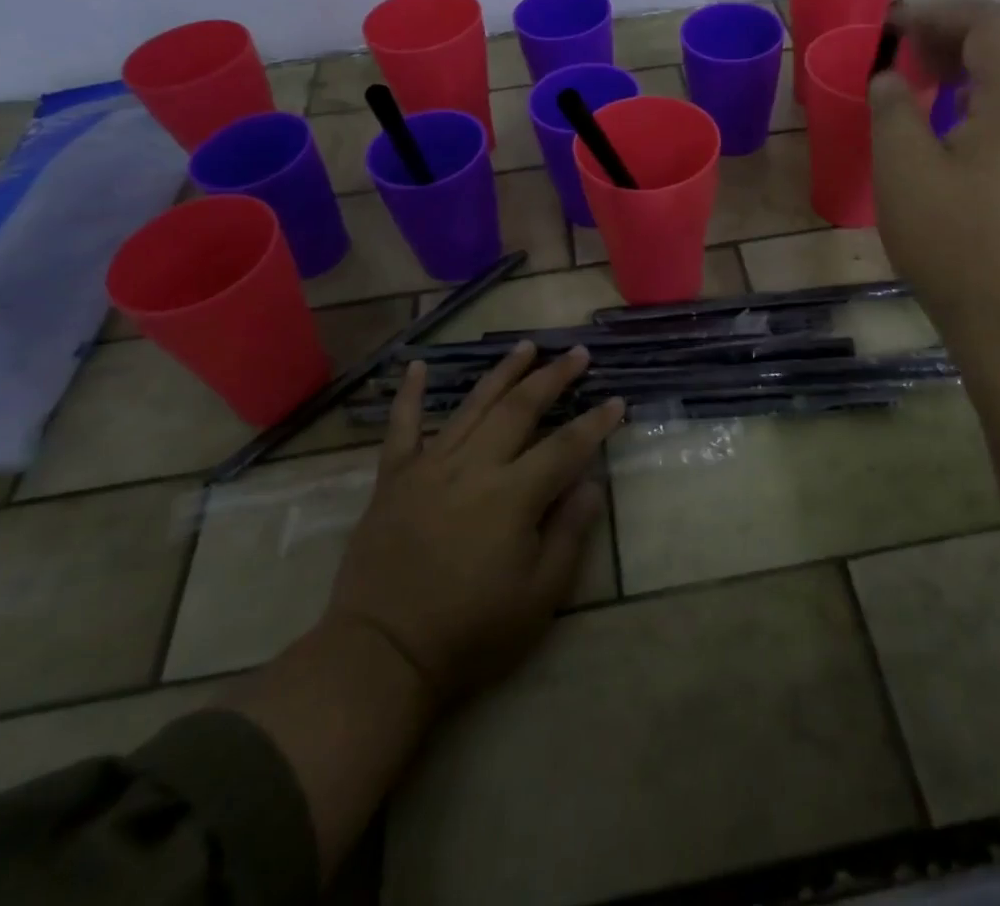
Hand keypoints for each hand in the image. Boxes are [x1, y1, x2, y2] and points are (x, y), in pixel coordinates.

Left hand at [324, 342, 622, 703]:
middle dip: (553, 378)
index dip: (596, 423)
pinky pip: (401, 427)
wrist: (383, 653)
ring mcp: (430, 466)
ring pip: (473, 406)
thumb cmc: (470, 632)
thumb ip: (569, 533)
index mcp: (513, 495)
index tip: (617, 401)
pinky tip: (416, 365)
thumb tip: (592, 483)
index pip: (566, 447)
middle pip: (521, 409)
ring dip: (503, 373)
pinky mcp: (394, 477)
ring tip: (526, 345)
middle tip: (578, 353)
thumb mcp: (539, 597)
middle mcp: (474, 466)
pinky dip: (409, 394)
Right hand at [870, 0, 999, 323]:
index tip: (892, 28)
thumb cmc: (952, 240)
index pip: (991, 22)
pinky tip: (956, 113)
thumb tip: (890, 76)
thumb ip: (893, 108)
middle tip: (912, 47)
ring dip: (979, 55)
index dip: (938, 14)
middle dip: (962, 27)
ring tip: (927, 75)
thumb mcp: (903, 170)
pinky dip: (994, 84)